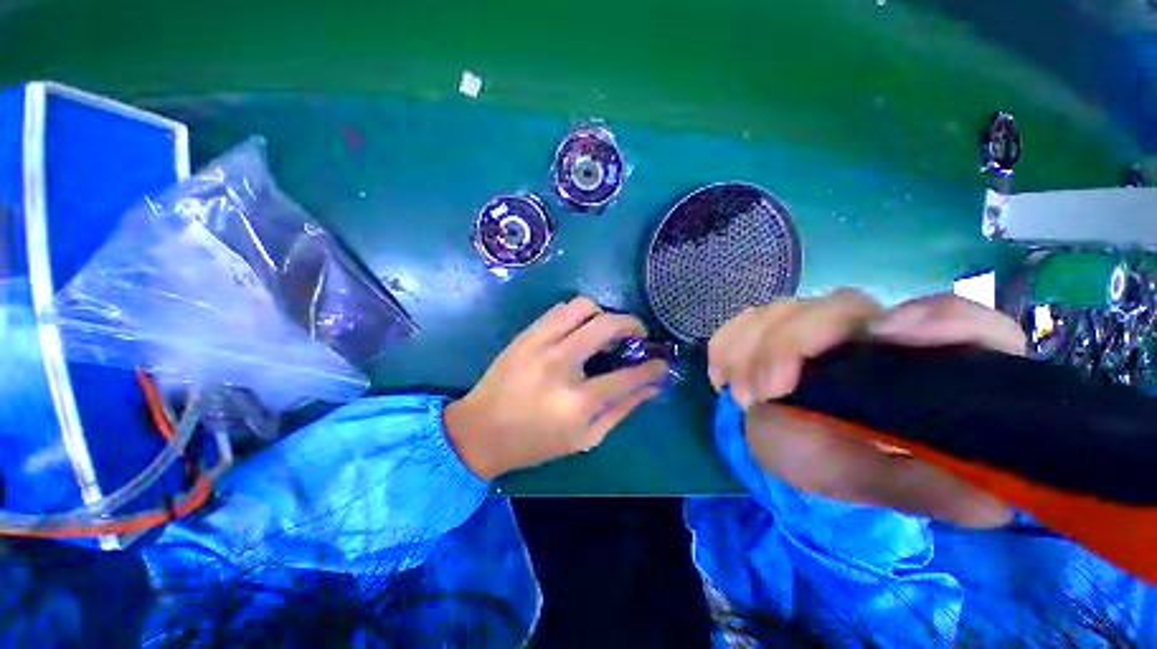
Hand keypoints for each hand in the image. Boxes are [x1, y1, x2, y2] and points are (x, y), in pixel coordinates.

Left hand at [444, 297, 667, 478]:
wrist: (480, 430)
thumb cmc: (535, 442)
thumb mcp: (585, 438)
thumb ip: (621, 409)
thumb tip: (652, 386)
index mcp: (577, 402)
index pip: (628, 375)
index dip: (652, 367)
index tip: (661, 362)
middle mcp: (560, 364)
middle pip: (607, 325)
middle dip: (633, 325)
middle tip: (637, 335)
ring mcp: (539, 344)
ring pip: (583, 306)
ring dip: (603, 314)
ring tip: (605, 331)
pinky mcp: (526, 334)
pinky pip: (560, 309)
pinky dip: (578, 314)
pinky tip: (579, 330)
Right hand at [708, 289, 1025, 526]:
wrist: (807, 451)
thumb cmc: (861, 470)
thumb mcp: (905, 490)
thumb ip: (946, 491)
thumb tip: (987, 489)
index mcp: (924, 363)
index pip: (958, 321)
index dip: (933, 319)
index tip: (885, 337)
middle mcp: (870, 332)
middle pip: (839, 306)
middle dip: (791, 342)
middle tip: (761, 393)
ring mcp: (816, 328)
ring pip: (783, 309)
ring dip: (750, 345)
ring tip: (737, 394)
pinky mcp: (774, 332)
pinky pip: (744, 321)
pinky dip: (727, 342)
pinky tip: (721, 375)